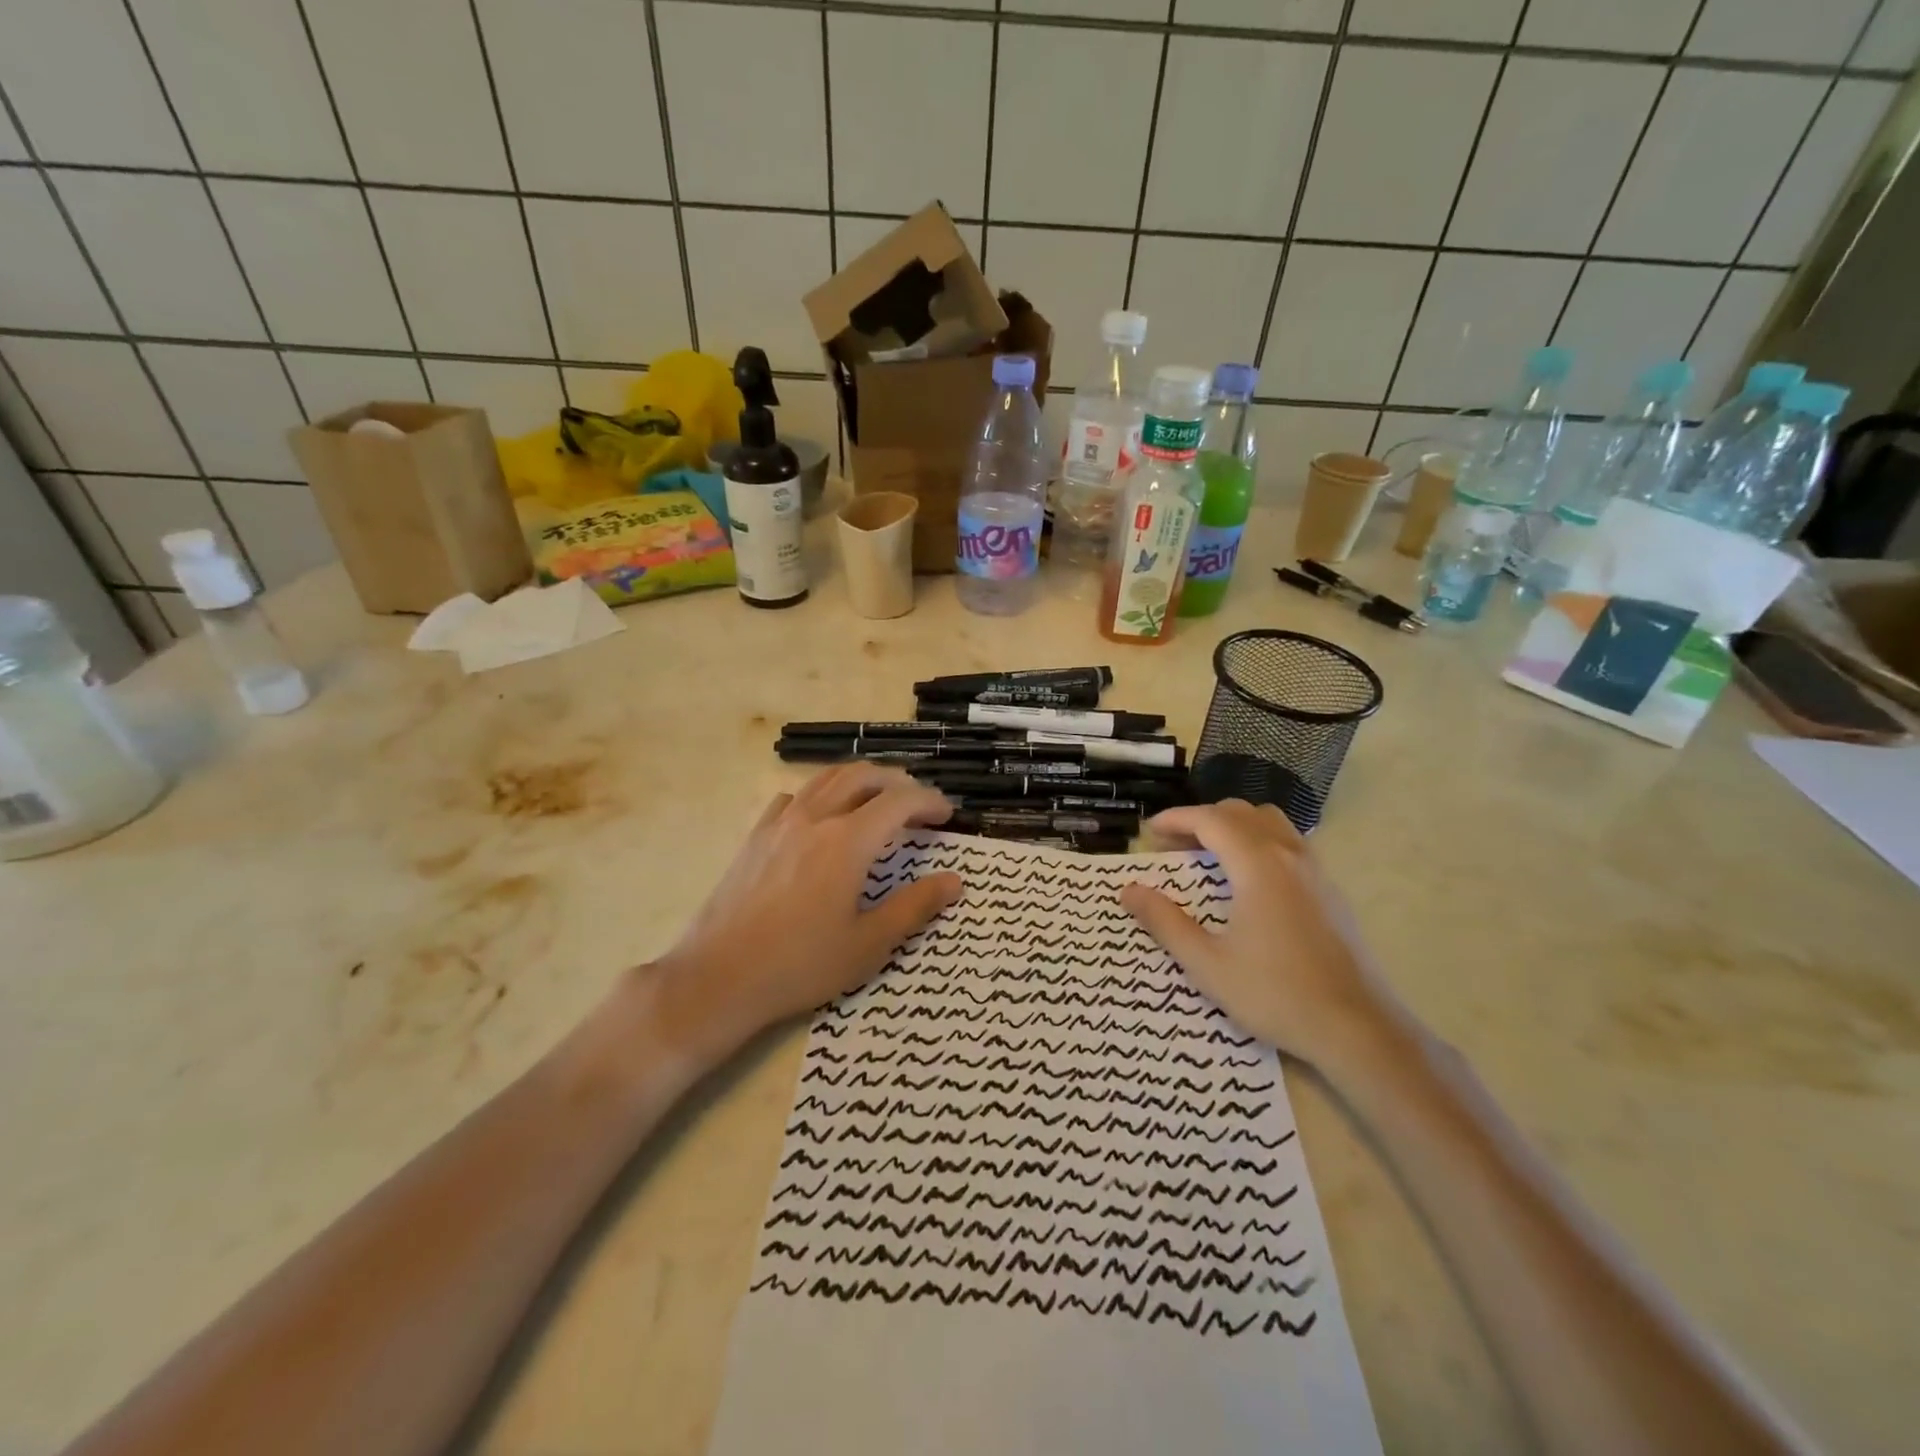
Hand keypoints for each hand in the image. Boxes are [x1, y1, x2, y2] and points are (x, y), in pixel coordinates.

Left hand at [655, 765, 961, 1053]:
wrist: (719, 977)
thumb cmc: (801, 965)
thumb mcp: (868, 944)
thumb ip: (914, 906)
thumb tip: (954, 881)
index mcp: (847, 841)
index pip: (898, 801)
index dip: (928, 801)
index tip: (946, 814)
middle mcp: (814, 818)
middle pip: (862, 775)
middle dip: (896, 780)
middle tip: (916, 801)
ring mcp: (780, 823)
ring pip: (826, 778)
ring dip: (859, 779)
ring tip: (877, 798)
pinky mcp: (755, 836)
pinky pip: (793, 797)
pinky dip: (820, 795)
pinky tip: (821, 817)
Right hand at [1120, 800, 1398, 1066]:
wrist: (1359, 1028)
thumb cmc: (1277, 994)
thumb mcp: (1208, 964)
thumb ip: (1165, 922)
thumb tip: (1128, 891)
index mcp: (1258, 866)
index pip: (1210, 820)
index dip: (1176, 819)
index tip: (1149, 832)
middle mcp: (1289, 855)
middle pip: (1240, 812)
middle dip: (1202, 820)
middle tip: (1173, 847)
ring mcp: (1315, 870)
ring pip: (1270, 823)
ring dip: (1234, 827)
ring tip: (1209, 856)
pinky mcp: (1330, 890)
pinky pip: (1288, 843)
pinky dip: (1258, 842)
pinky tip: (1248, 880)